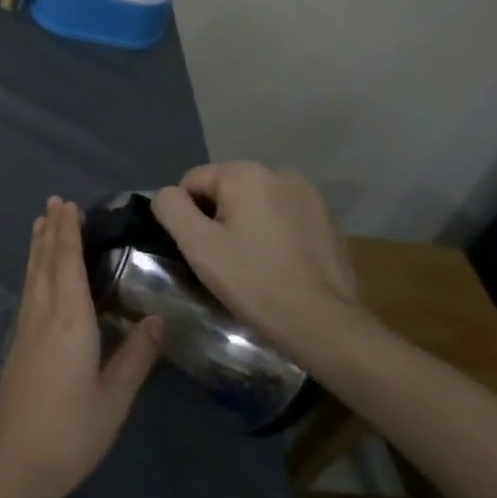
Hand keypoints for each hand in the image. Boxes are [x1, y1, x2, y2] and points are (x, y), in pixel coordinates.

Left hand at [0, 198, 162, 497]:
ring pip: (32, 275)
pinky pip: (28, 291)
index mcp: (69, 320)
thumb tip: (157, 318)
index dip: (68, 232)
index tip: (68, 205)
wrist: (15, 463)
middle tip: (55, 202)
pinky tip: (36, 274)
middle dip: (51, 230)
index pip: (67, 263)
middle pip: (45, 262)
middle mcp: (43, 314)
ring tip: (41, 223)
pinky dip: (33, 270)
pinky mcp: (18, 344)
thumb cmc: (71, 432)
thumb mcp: (114, 398)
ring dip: (38, 247)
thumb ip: (135, 357)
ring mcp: (26, 329)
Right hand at [150, 163, 359, 350]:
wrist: (323, 324)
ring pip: (256, 203)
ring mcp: (309, 195)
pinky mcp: (328, 219)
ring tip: (253, 263)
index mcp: (245, 173)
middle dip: (219, 219)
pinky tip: (279, 264)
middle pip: (226, 190)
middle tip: (225, 260)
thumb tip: (168, 195)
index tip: (202, 250)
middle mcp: (279, 173)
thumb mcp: (197, 245)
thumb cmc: (253, 281)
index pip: (193, 182)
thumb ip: (171, 208)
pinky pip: (284, 217)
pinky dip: (274, 233)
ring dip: (247, 225)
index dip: (188, 216)